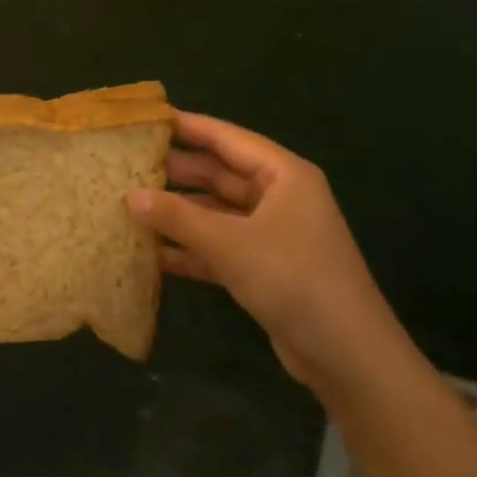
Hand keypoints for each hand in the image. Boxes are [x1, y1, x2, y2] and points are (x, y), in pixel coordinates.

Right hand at [127, 112, 410, 394]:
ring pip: (217, 212)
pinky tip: (153, 254)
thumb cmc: (293, 279)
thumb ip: (178, 217)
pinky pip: (221, 247)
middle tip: (127, 167)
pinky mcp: (266, 268)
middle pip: (220, 174)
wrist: (348, 356)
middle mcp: (280, 197)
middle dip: (177, 173)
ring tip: (131, 207)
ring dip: (180, 214)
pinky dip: (192, 249)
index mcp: (284, 175)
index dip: (188, 127)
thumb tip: (130, 196)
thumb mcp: (230, 244)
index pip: (227, 138)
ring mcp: (273, 234)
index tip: (147, 120)